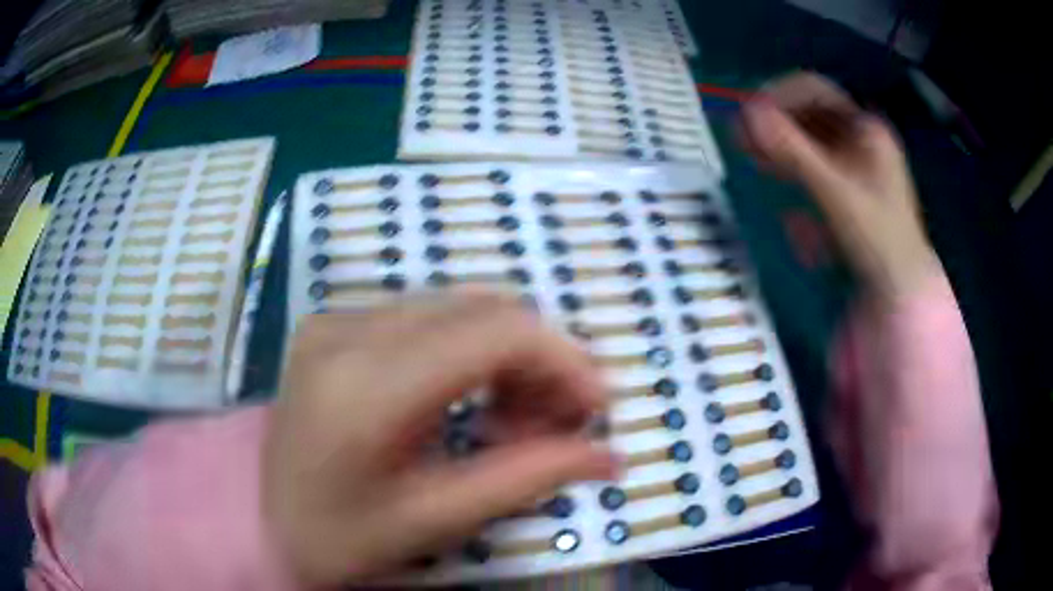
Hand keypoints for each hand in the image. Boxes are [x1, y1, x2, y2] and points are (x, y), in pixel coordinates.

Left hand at [263, 292, 616, 585]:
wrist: (258, 517)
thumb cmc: (337, 537)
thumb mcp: (433, 521)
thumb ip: (525, 479)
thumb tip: (609, 455)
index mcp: (366, 386)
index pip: (496, 330)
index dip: (564, 359)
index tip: (595, 407)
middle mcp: (348, 330)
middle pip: (483, 309)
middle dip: (540, 360)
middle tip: (556, 422)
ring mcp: (337, 319)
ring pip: (459, 307)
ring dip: (507, 355)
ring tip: (511, 419)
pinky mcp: (335, 324)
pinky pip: (427, 317)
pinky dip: (468, 351)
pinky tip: (467, 399)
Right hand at [741, 72, 941, 300]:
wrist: (900, 289)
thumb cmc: (877, 237)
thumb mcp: (834, 191)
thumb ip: (792, 150)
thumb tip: (747, 111)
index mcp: (865, 127)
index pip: (814, 90)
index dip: (778, 95)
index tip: (747, 112)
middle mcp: (861, 138)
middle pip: (809, 115)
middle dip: (775, 124)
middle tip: (742, 139)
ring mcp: (856, 164)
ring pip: (810, 142)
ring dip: (781, 147)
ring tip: (754, 161)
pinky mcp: (849, 189)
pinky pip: (816, 170)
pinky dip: (796, 173)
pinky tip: (781, 186)